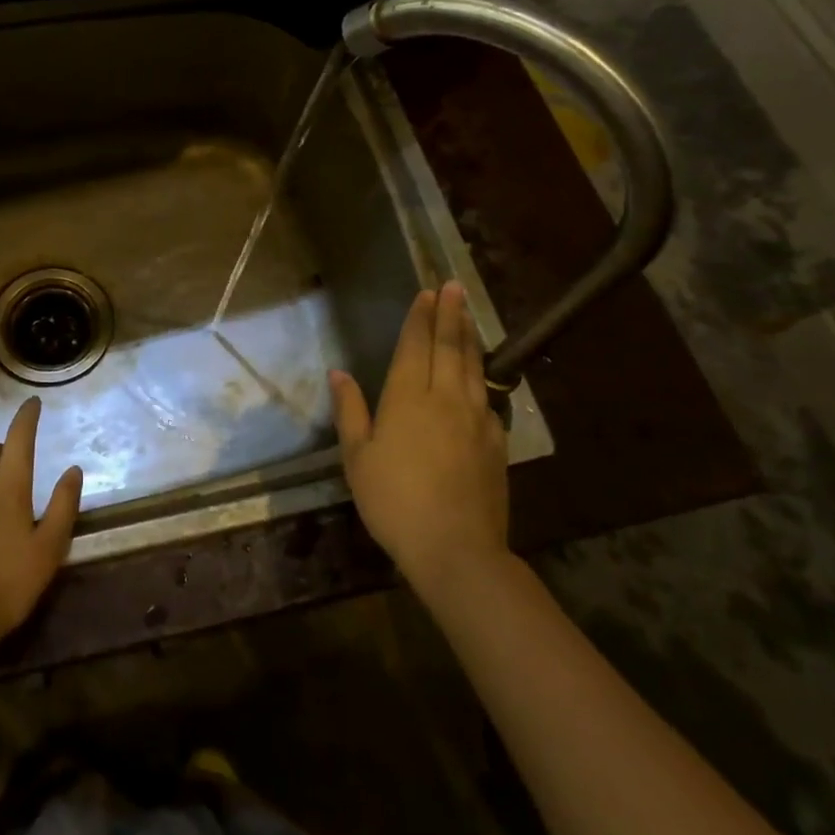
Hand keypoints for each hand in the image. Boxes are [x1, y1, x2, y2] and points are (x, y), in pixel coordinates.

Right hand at [330, 281, 510, 594]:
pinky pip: (489, 396)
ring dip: (470, 335)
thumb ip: (350, 411)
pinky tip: (482, 373)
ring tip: (468, 313)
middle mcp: (445, 397)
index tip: (426, 293)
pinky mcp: (496, 440)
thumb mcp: (357, 458)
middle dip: (449, 313)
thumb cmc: (394, 501)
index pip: (415, 346)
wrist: (456, 548)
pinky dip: (484, 374)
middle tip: (452, 286)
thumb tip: (338, 372)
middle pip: (449, 346)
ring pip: (474, 365)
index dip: (419, 318)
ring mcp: (476, 418)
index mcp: (407, 397)